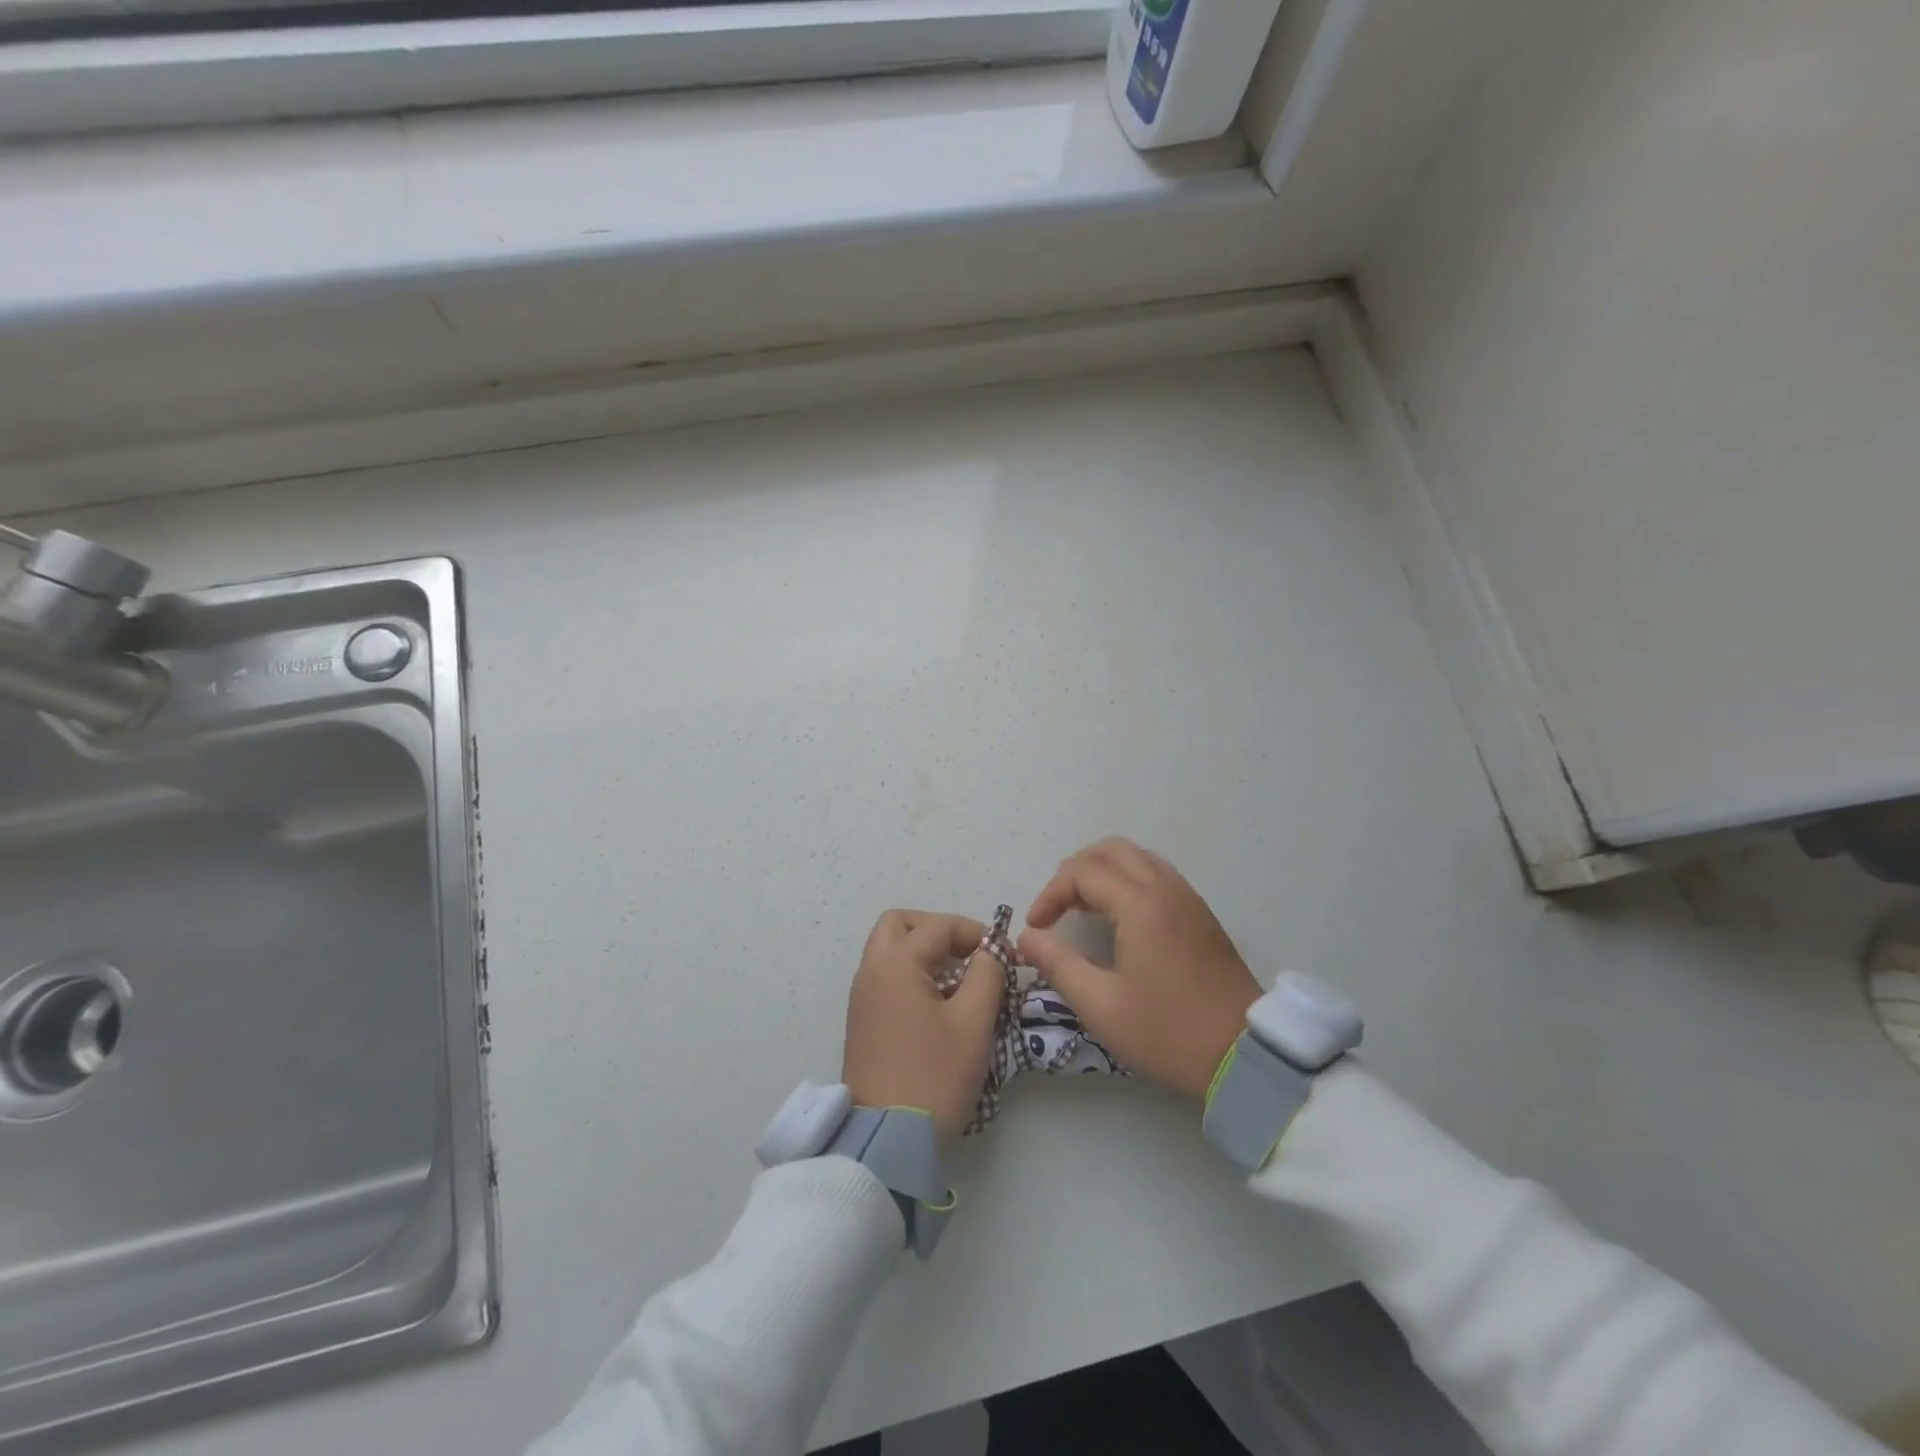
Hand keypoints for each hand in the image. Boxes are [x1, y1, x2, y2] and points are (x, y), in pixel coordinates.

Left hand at [843, 910, 1004, 1140]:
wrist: (886, 1140)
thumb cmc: (934, 1075)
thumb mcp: (973, 1022)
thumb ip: (987, 974)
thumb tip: (990, 951)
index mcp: (895, 964)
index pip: (938, 926)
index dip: (975, 933)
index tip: (1004, 956)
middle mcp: (871, 971)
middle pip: (900, 925)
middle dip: (937, 930)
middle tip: (968, 954)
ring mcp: (862, 997)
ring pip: (890, 951)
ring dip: (924, 953)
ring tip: (960, 982)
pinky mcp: (862, 1021)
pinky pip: (886, 978)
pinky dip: (912, 975)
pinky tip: (940, 1005)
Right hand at [1018, 839, 1259, 1100]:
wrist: (1245, 1055)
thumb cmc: (1168, 1032)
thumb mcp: (1101, 1006)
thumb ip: (1058, 965)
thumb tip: (1026, 938)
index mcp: (1141, 904)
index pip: (1082, 873)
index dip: (1050, 894)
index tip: (1036, 928)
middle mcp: (1165, 888)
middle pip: (1110, 850)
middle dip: (1074, 872)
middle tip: (1056, 909)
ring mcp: (1187, 898)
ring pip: (1136, 858)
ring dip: (1101, 872)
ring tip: (1081, 909)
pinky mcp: (1200, 913)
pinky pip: (1155, 874)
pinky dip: (1127, 880)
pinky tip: (1117, 917)